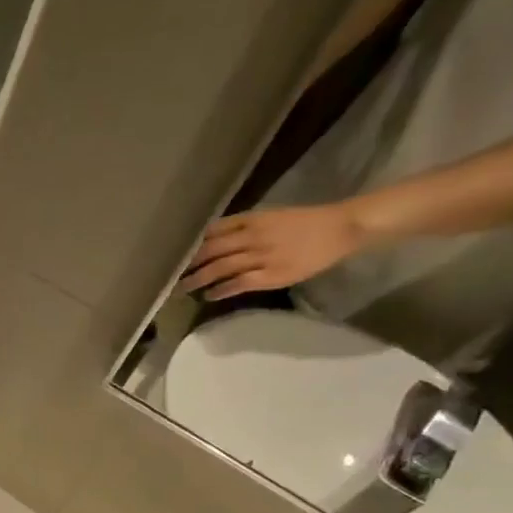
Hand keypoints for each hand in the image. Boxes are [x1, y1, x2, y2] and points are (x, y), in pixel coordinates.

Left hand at [182, 203, 366, 299]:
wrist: (341, 228)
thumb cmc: (305, 222)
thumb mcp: (271, 217)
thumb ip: (244, 226)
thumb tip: (213, 238)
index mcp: (253, 219)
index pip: (214, 231)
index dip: (193, 244)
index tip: (176, 255)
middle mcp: (254, 236)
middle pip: (212, 250)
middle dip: (189, 264)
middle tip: (170, 276)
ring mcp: (262, 256)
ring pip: (221, 268)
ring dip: (198, 279)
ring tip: (182, 288)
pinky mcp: (272, 275)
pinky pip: (239, 283)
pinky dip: (221, 289)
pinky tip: (209, 295)